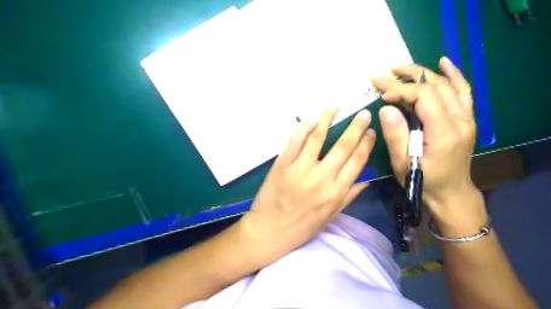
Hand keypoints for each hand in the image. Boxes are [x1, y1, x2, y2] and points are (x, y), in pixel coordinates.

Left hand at [239, 108, 376, 262]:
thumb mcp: (330, 217)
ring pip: (317, 138)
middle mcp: (321, 178)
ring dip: (327, 119)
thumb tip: (367, 180)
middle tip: (363, 113)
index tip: (371, 131)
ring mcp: (300, 169)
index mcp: (336, 192)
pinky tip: (311, 120)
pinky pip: (294, 141)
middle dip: (355, 127)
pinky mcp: (282, 164)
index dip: (366, 143)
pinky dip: (303, 128)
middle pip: (342, 146)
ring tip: (335, 107)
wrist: (270, 230)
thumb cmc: (302, 227)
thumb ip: (349, 197)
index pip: (357, 161)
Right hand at [370, 56, 482, 223]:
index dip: (400, 90)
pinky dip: (452, 74)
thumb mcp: (403, 163)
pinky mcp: (466, 119)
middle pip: (434, 86)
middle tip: (383, 74)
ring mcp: (466, 117)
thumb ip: (395, 135)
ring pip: (446, 85)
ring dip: (422, 73)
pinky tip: (442, 62)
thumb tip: (386, 108)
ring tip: (400, 68)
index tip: (381, 95)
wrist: (450, 193)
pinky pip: (462, 91)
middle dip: (405, 78)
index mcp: (444, 131)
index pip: (424, 96)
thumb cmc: (423, 180)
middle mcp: (460, 120)